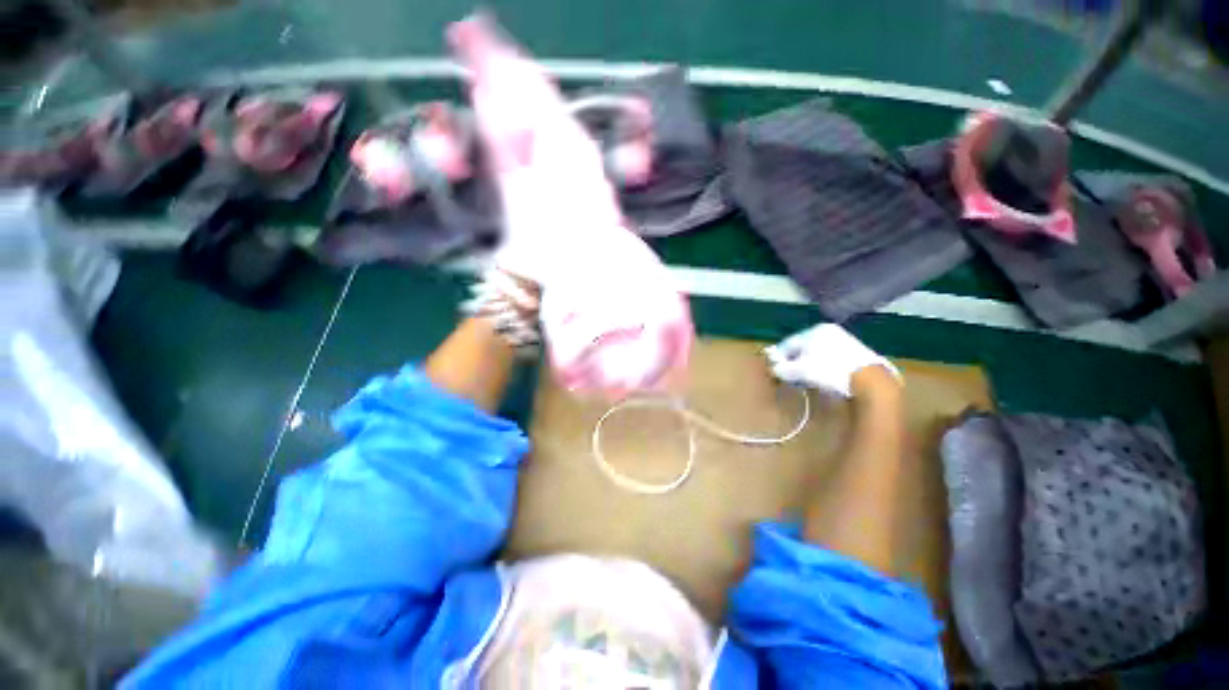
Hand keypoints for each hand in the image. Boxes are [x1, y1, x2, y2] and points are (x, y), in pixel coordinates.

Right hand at [764, 324, 899, 397]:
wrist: (870, 381)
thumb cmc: (830, 370)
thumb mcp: (801, 371)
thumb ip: (784, 369)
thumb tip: (774, 370)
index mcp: (814, 330)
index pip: (788, 343)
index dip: (780, 358)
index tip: (775, 370)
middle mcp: (830, 331)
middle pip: (804, 347)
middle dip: (795, 361)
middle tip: (790, 376)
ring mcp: (845, 341)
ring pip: (818, 353)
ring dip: (809, 365)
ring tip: (807, 380)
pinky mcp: (857, 353)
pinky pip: (831, 358)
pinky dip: (824, 367)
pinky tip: (825, 379)